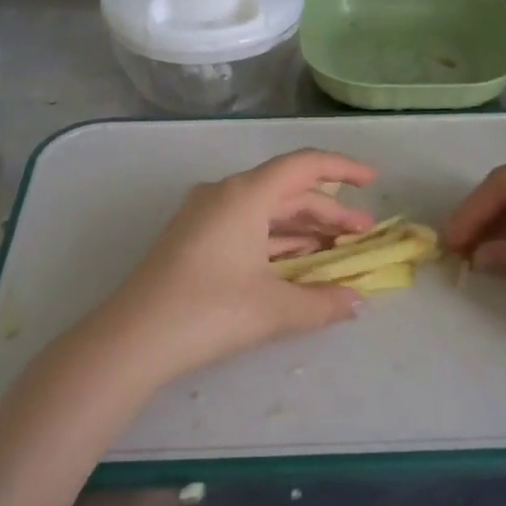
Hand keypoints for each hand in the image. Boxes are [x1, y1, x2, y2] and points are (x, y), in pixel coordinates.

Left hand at [86, 150, 377, 389]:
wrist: (134, 338)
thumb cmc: (209, 311)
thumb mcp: (275, 308)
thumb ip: (323, 302)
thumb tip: (356, 302)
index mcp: (245, 195)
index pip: (304, 166)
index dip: (342, 170)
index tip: (372, 181)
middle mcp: (223, 195)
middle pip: (287, 191)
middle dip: (328, 212)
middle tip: (363, 235)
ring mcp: (203, 216)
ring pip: (265, 212)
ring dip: (302, 228)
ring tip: (336, 249)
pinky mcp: (191, 240)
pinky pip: (245, 228)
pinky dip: (275, 241)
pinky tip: (295, 261)